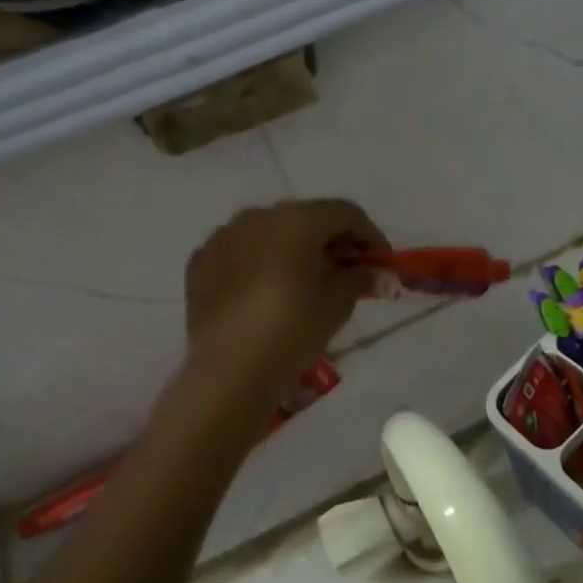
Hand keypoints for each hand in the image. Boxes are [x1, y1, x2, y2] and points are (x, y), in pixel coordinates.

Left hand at [184, 200, 385, 388]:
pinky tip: (269, 291)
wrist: (231, 369)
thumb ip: (360, 278)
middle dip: (332, 241)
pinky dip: (262, 263)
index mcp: (297, 219)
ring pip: (270, 232)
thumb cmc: (295, 328)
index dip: (370, 235)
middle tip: (349, 271)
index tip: (382, 262)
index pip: (345, 213)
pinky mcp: (201, 262)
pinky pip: (241, 252)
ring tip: (308, 281)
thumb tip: (374, 272)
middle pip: (307, 218)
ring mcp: (224, 237)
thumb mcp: (338, 303)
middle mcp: (258, 216)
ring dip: (295, 249)